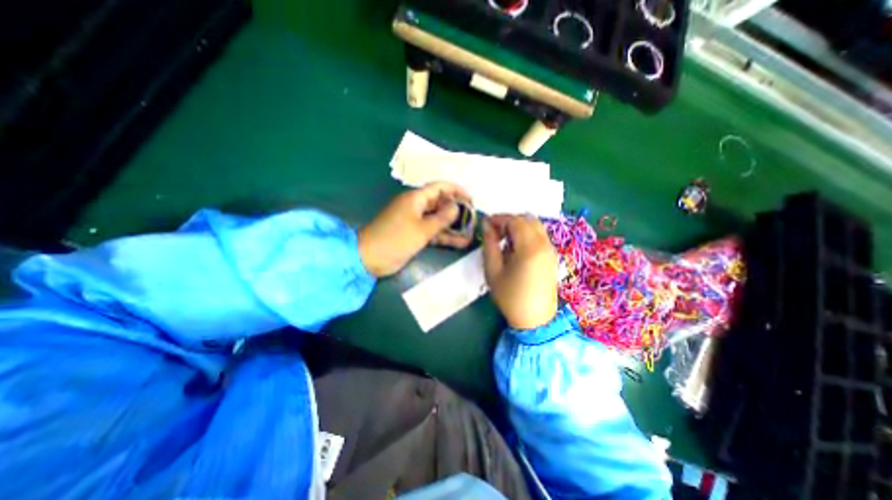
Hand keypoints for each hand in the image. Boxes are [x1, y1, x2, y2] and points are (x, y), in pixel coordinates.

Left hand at [359, 184, 472, 277]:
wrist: (370, 258)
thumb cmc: (395, 239)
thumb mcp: (422, 229)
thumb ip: (442, 218)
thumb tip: (457, 206)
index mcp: (416, 199)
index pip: (440, 188)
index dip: (456, 191)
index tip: (471, 200)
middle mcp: (417, 207)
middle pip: (441, 204)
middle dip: (457, 211)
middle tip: (473, 219)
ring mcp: (416, 222)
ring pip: (438, 220)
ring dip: (453, 226)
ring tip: (471, 233)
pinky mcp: (415, 235)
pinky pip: (433, 233)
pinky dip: (445, 237)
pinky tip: (460, 243)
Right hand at [486, 212, 555, 328]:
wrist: (535, 319)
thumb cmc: (510, 297)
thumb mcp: (493, 271)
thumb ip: (490, 244)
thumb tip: (487, 226)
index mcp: (529, 247)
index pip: (515, 221)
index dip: (499, 219)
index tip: (485, 224)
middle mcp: (544, 244)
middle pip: (527, 219)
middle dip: (509, 221)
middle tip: (495, 232)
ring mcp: (551, 250)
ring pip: (535, 226)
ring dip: (519, 227)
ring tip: (504, 241)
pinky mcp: (552, 257)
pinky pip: (540, 236)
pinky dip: (527, 234)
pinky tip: (516, 249)